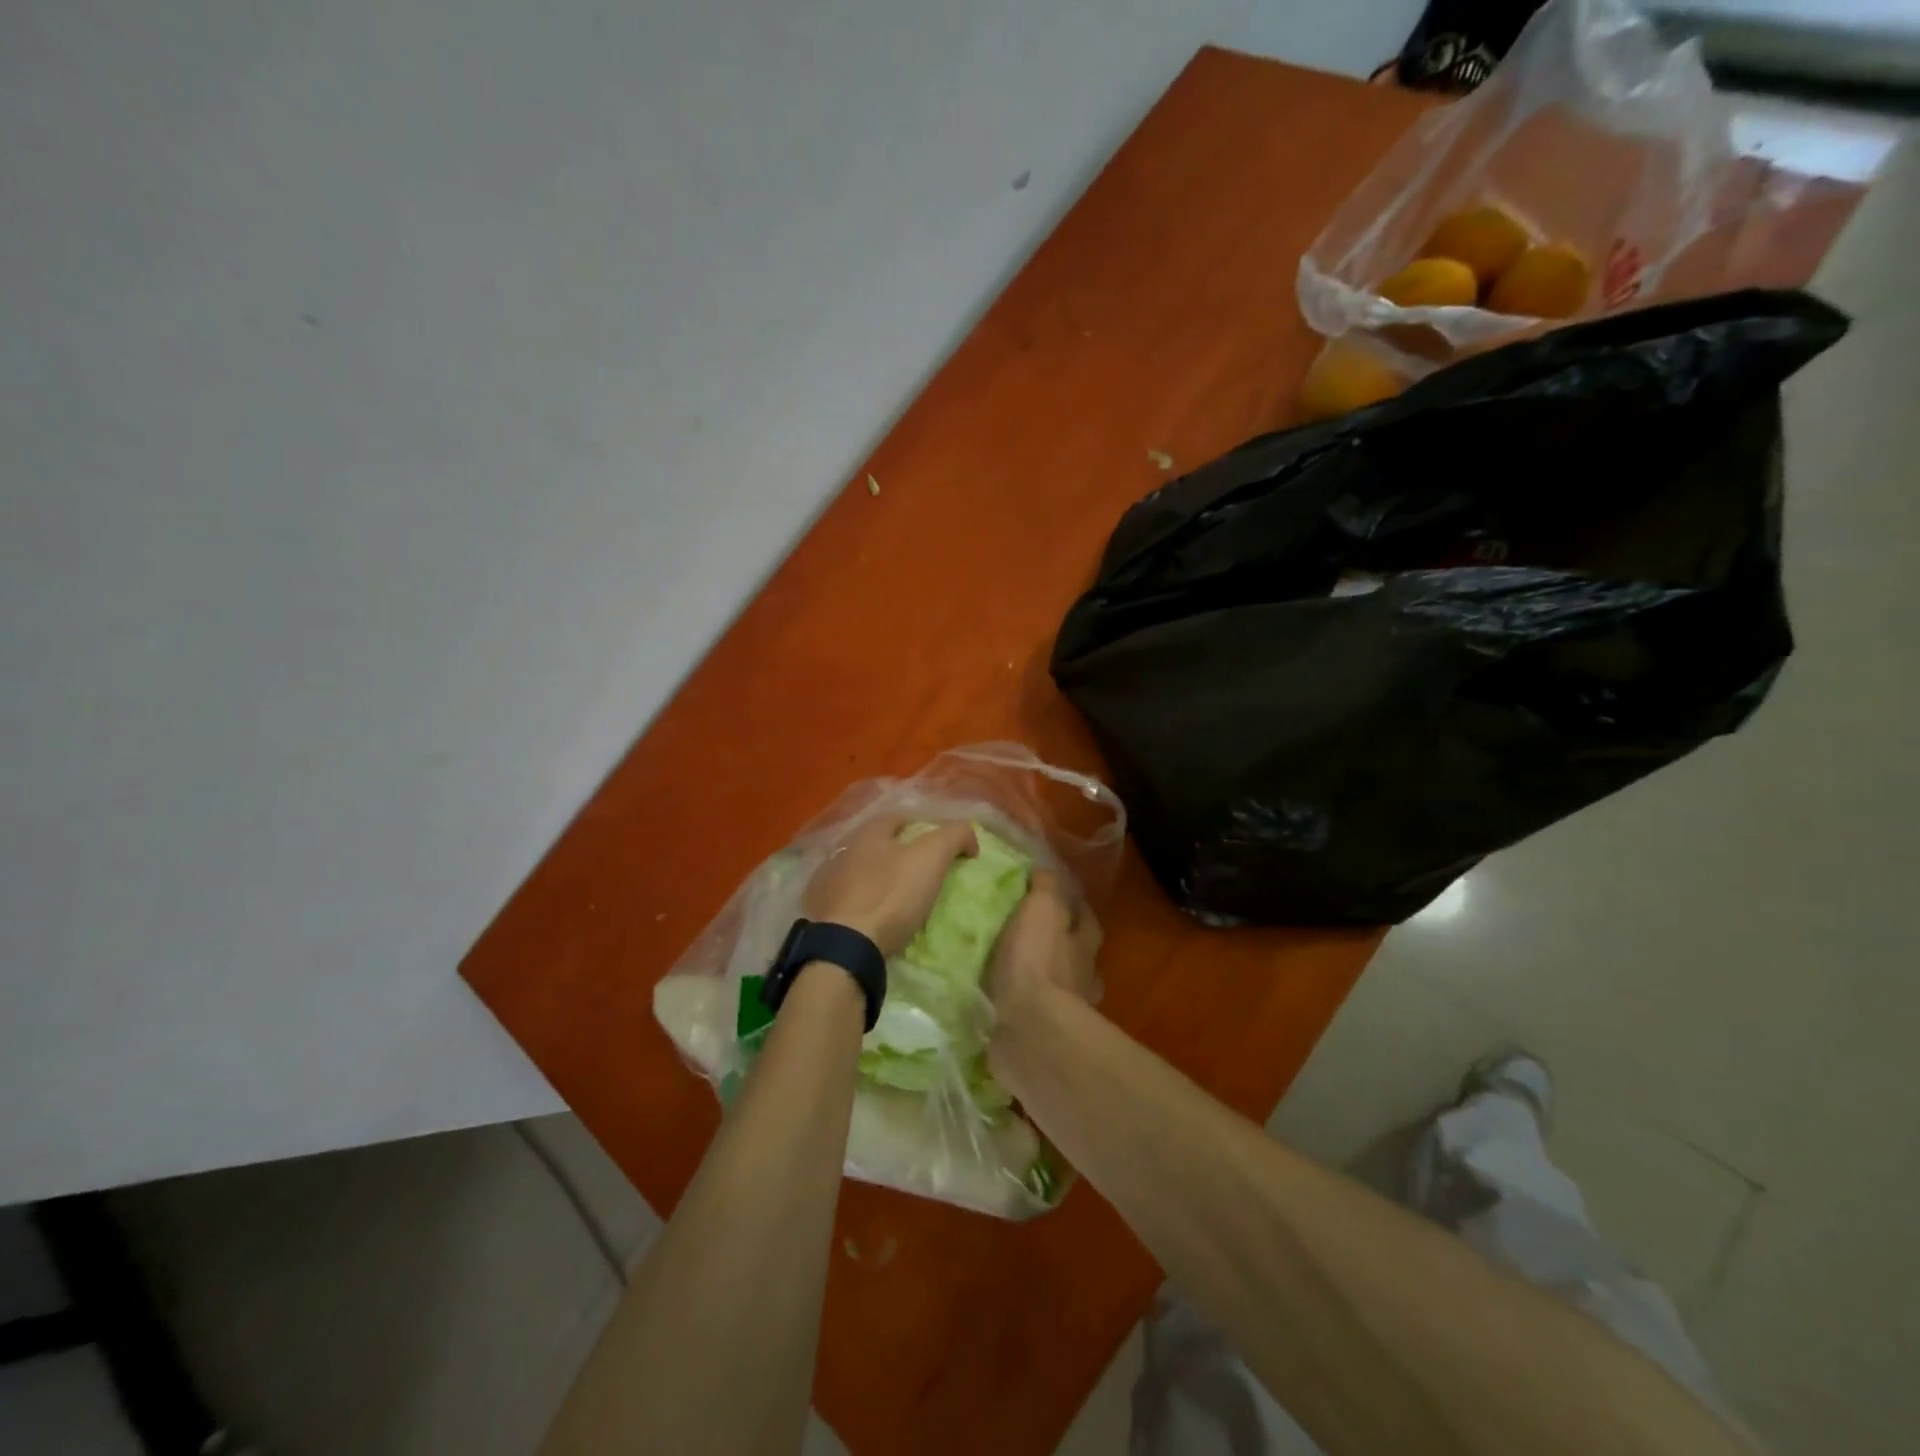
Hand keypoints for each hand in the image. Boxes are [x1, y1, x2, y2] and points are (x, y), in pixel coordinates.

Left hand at [803, 816, 977, 956]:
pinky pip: (849, 901)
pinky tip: (876, 917)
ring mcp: (828, 883)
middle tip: (924, 875)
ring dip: (879, 880)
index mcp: (868, 833)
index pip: (899, 819)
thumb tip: (969, 838)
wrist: (846, 945)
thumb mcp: (932, 857)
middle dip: (899, 855)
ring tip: (901, 900)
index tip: (942, 849)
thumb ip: (954, 836)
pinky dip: (864, 904)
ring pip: (861, 873)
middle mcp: (843, 851)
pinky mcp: (822, 912)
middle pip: (878, 846)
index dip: (923, 829)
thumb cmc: (891, 894)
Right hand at [984, 871, 1101, 1025]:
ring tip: (1014, 974)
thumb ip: (1045, 888)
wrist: (1029, 1029)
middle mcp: (1082, 978)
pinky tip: (1004, 1005)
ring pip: (1061, 991)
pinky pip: (1036, 1019)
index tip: (1058, 898)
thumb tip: (1045, 871)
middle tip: (1034, 938)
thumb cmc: (1037, 961)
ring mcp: (1066, 1014)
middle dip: (1063, 949)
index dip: (1076, 908)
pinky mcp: (1043, 1039)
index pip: (1087, 920)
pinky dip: (1024, 1011)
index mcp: (1084, 945)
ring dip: (1044, 983)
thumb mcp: (1041, 908)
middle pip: (1079, 958)